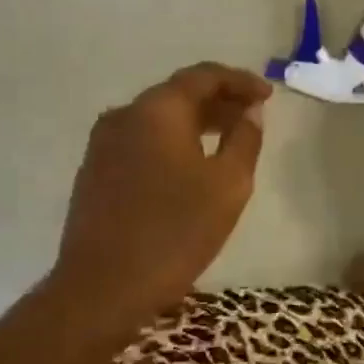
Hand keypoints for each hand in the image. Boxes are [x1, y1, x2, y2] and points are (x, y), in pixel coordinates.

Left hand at [52, 62, 270, 329]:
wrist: (103, 287)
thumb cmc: (176, 232)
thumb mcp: (228, 184)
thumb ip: (245, 139)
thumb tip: (250, 111)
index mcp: (157, 111)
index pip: (203, 76)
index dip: (240, 81)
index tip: (268, 95)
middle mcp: (124, 116)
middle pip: (178, 94)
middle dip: (219, 100)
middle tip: (252, 115)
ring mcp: (103, 144)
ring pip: (158, 119)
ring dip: (196, 122)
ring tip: (228, 138)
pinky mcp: (95, 171)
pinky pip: (142, 140)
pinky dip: (172, 141)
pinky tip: (191, 164)